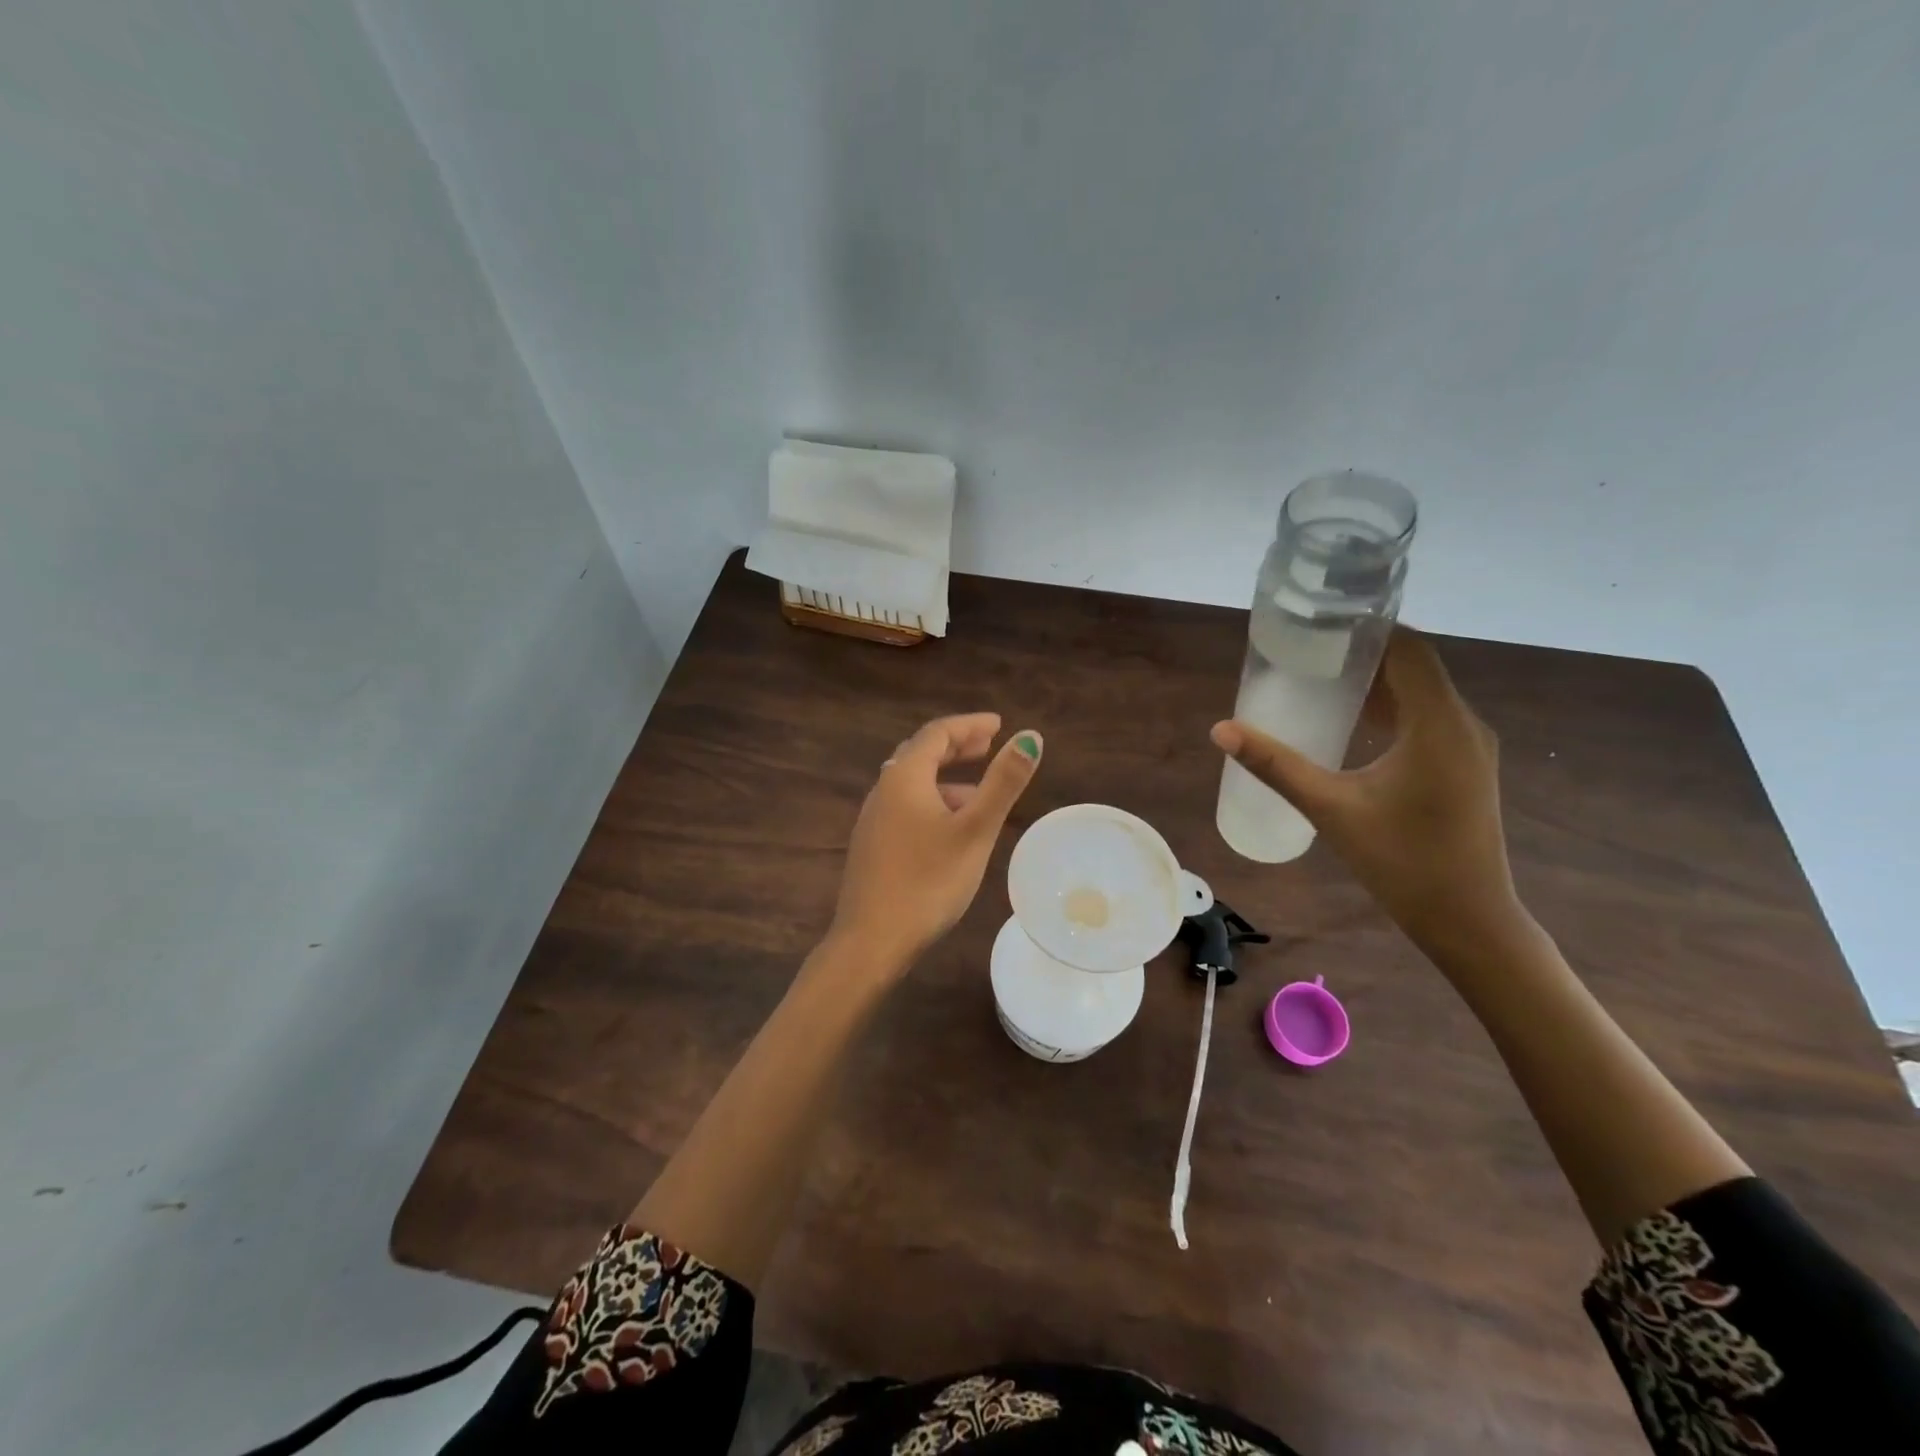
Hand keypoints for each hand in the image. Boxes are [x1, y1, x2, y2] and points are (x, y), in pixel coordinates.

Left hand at [830, 713, 1042, 969]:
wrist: (871, 941)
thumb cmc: (928, 881)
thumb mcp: (975, 830)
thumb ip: (1003, 782)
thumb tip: (1030, 737)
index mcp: (905, 777)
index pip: (937, 733)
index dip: (970, 725)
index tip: (998, 725)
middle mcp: (883, 790)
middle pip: (921, 754)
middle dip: (956, 747)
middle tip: (988, 746)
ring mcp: (873, 819)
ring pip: (913, 783)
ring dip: (945, 777)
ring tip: (978, 791)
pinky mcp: (872, 846)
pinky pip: (905, 806)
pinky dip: (932, 800)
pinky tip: (950, 829)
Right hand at [1211, 629, 1525, 957]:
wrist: (1468, 920)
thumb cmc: (1402, 862)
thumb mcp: (1330, 808)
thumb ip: (1275, 765)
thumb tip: (1222, 730)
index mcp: (1438, 724)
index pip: (1408, 649)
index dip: (1367, 627)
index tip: (1320, 620)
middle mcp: (1462, 724)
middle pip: (1414, 666)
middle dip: (1362, 652)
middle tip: (1306, 648)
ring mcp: (1468, 746)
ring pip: (1421, 692)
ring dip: (1376, 681)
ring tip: (1320, 676)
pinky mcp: (1464, 765)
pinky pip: (1426, 717)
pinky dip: (1390, 708)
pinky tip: (1352, 721)